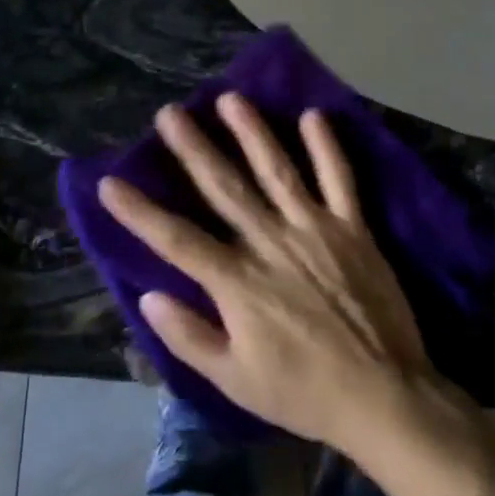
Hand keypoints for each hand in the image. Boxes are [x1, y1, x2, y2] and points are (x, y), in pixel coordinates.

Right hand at [99, 94, 433, 455]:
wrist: (384, 397)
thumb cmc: (303, 392)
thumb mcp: (235, 381)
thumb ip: (190, 337)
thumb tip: (149, 297)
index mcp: (238, 282)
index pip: (177, 239)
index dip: (140, 212)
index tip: (110, 182)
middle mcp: (270, 243)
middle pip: (223, 187)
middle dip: (193, 148)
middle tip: (170, 113)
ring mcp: (314, 229)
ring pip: (276, 170)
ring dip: (252, 132)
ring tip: (230, 98)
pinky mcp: (352, 229)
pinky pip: (339, 180)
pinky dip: (326, 147)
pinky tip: (313, 115)